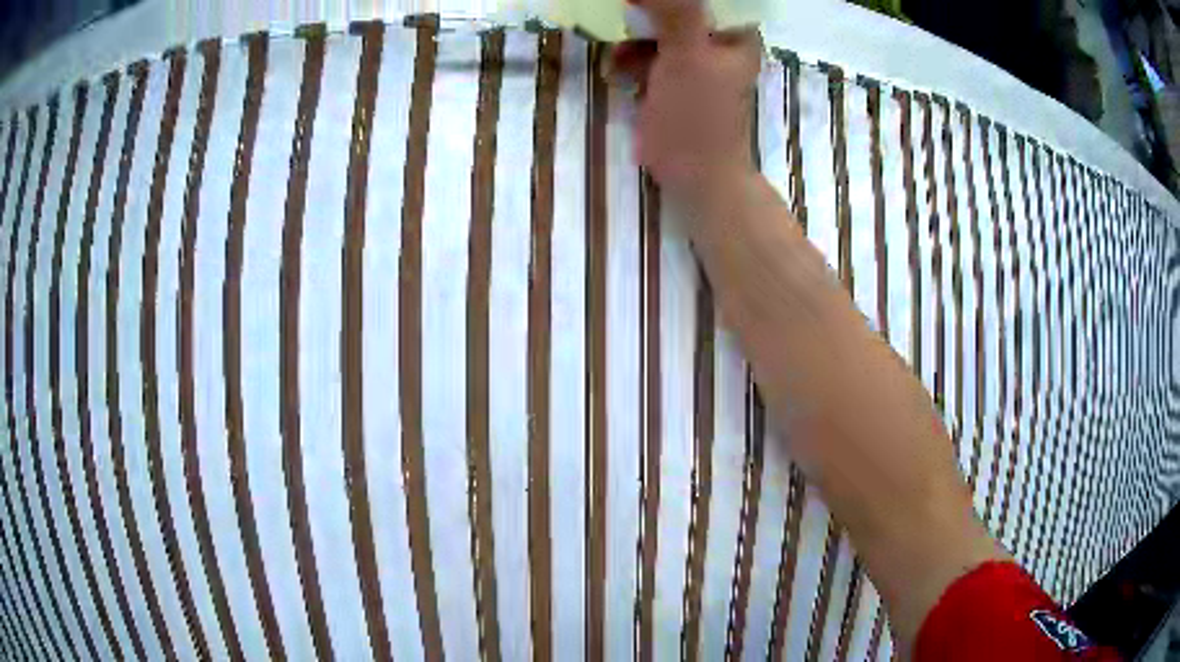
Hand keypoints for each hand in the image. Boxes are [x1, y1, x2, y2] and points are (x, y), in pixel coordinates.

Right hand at [610, 0, 761, 195]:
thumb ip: (673, 11)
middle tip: (620, 13)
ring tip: (616, 53)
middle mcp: (716, 40)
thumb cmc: (699, 114)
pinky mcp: (671, 78)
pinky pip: (645, 53)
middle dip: (643, 12)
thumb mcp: (687, 55)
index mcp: (734, 32)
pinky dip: (628, 58)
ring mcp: (692, 59)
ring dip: (630, 36)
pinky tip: (616, 71)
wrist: (695, 174)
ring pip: (656, 28)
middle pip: (676, 8)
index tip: (640, 1)